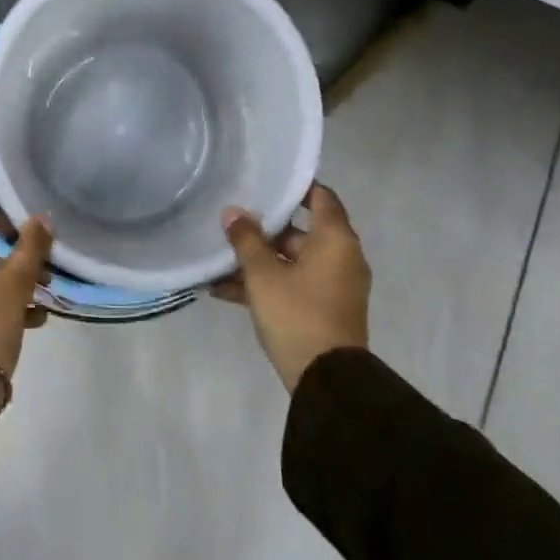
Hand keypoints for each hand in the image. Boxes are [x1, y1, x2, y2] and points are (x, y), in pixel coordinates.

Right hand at [215, 183, 369, 390]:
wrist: (327, 381)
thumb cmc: (297, 314)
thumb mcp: (263, 275)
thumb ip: (246, 240)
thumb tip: (233, 212)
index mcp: (335, 240)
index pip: (320, 197)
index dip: (294, 186)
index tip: (266, 179)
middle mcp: (341, 257)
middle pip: (301, 231)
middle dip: (264, 229)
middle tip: (231, 221)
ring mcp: (334, 286)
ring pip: (292, 261)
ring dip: (258, 261)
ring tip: (218, 260)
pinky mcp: (324, 309)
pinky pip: (293, 285)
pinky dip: (266, 285)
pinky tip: (224, 291)